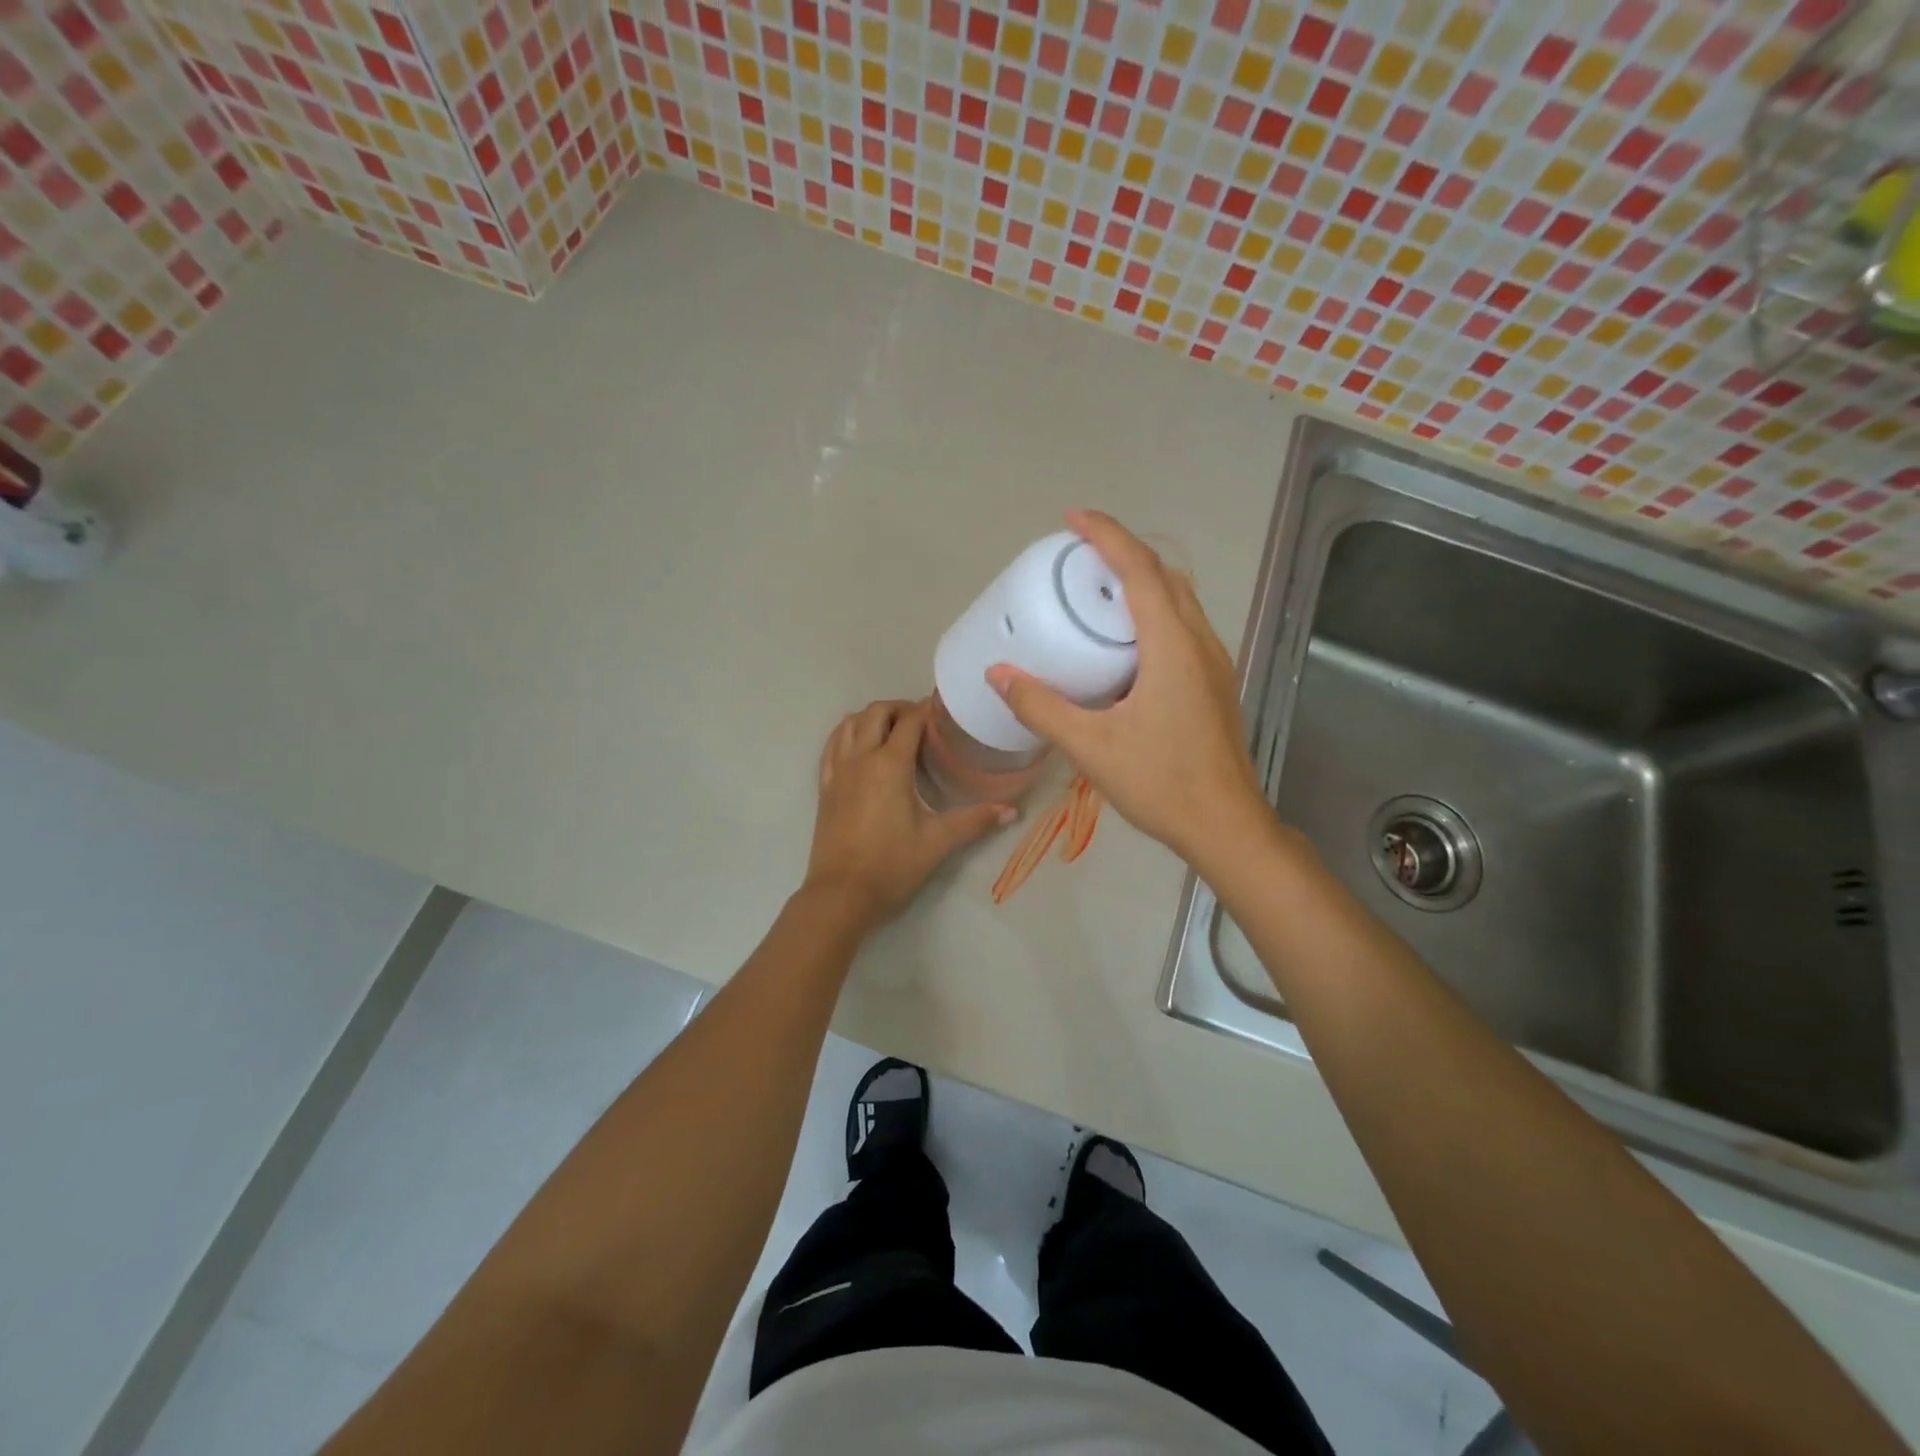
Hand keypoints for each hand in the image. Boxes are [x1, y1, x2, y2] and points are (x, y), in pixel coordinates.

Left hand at [803, 699, 1014, 930]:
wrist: (841, 895)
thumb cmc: (891, 866)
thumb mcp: (938, 842)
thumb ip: (975, 821)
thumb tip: (1012, 810)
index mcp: (889, 765)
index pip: (910, 720)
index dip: (928, 709)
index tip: (945, 711)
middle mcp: (860, 758)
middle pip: (877, 712)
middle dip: (900, 708)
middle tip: (923, 723)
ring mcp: (838, 771)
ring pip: (850, 723)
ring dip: (872, 717)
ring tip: (893, 730)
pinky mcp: (824, 786)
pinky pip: (832, 745)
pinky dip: (847, 734)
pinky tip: (860, 746)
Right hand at [986, 510, 1269, 869]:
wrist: (1225, 826)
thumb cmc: (1160, 783)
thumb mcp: (1091, 746)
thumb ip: (1042, 707)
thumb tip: (999, 674)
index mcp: (1172, 646)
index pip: (1139, 571)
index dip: (1107, 536)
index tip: (1072, 518)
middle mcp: (1200, 643)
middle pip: (1165, 576)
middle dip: (1124, 553)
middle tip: (1080, 556)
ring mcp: (1214, 664)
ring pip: (1180, 601)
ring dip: (1143, 581)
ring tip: (1099, 591)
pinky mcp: (1215, 685)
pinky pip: (1184, 628)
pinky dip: (1155, 612)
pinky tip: (1127, 643)